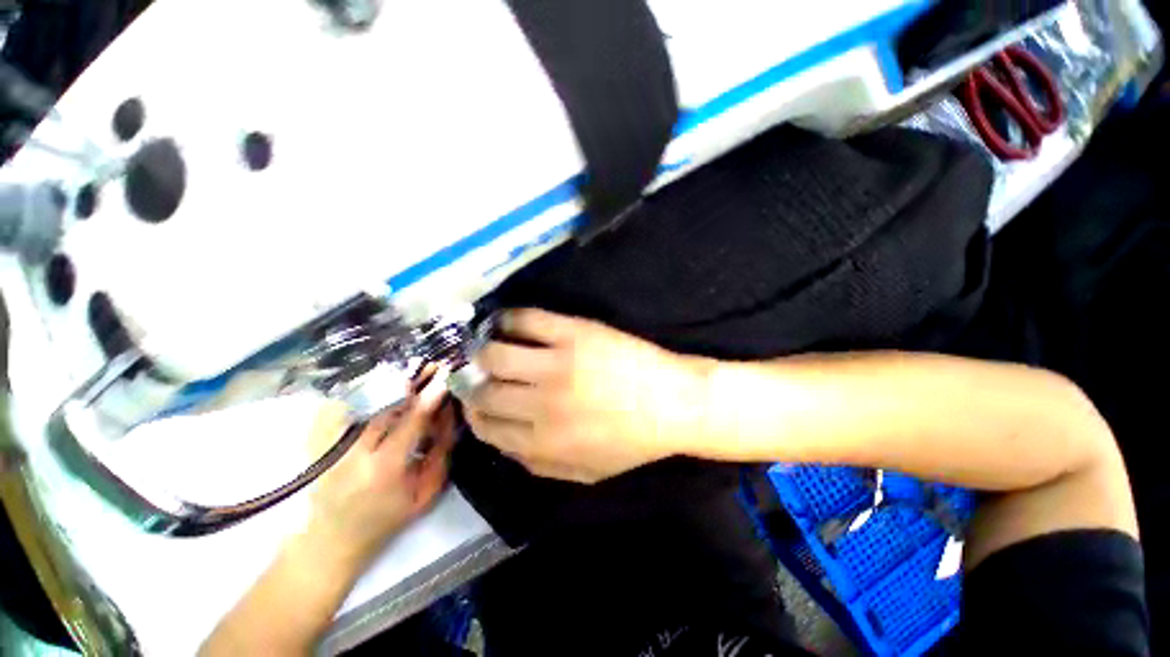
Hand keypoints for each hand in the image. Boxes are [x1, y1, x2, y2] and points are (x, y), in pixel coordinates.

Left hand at [304, 373, 454, 572]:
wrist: (331, 540)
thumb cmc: (386, 519)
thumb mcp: (426, 493)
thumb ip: (441, 452)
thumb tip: (450, 413)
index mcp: (384, 471)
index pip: (410, 422)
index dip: (429, 396)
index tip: (445, 375)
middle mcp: (352, 454)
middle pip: (383, 404)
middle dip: (409, 380)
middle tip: (429, 366)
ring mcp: (328, 446)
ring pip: (359, 400)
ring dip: (387, 381)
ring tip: (409, 370)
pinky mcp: (315, 441)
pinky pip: (338, 404)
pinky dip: (359, 389)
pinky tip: (378, 382)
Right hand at [465, 309, 708, 482]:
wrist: (673, 404)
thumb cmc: (632, 441)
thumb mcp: (584, 472)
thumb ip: (538, 464)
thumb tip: (503, 444)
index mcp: (541, 441)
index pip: (485, 425)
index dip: (473, 412)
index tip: (474, 400)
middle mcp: (540, 403)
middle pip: (482, 389)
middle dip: (470, 381)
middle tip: (473, 370)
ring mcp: (556, 364)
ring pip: (494, 353)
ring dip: (482, 350)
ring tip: (486, 345)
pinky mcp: (574, 333)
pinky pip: (527, 319)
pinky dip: (508, 319)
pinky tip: (507, 322)